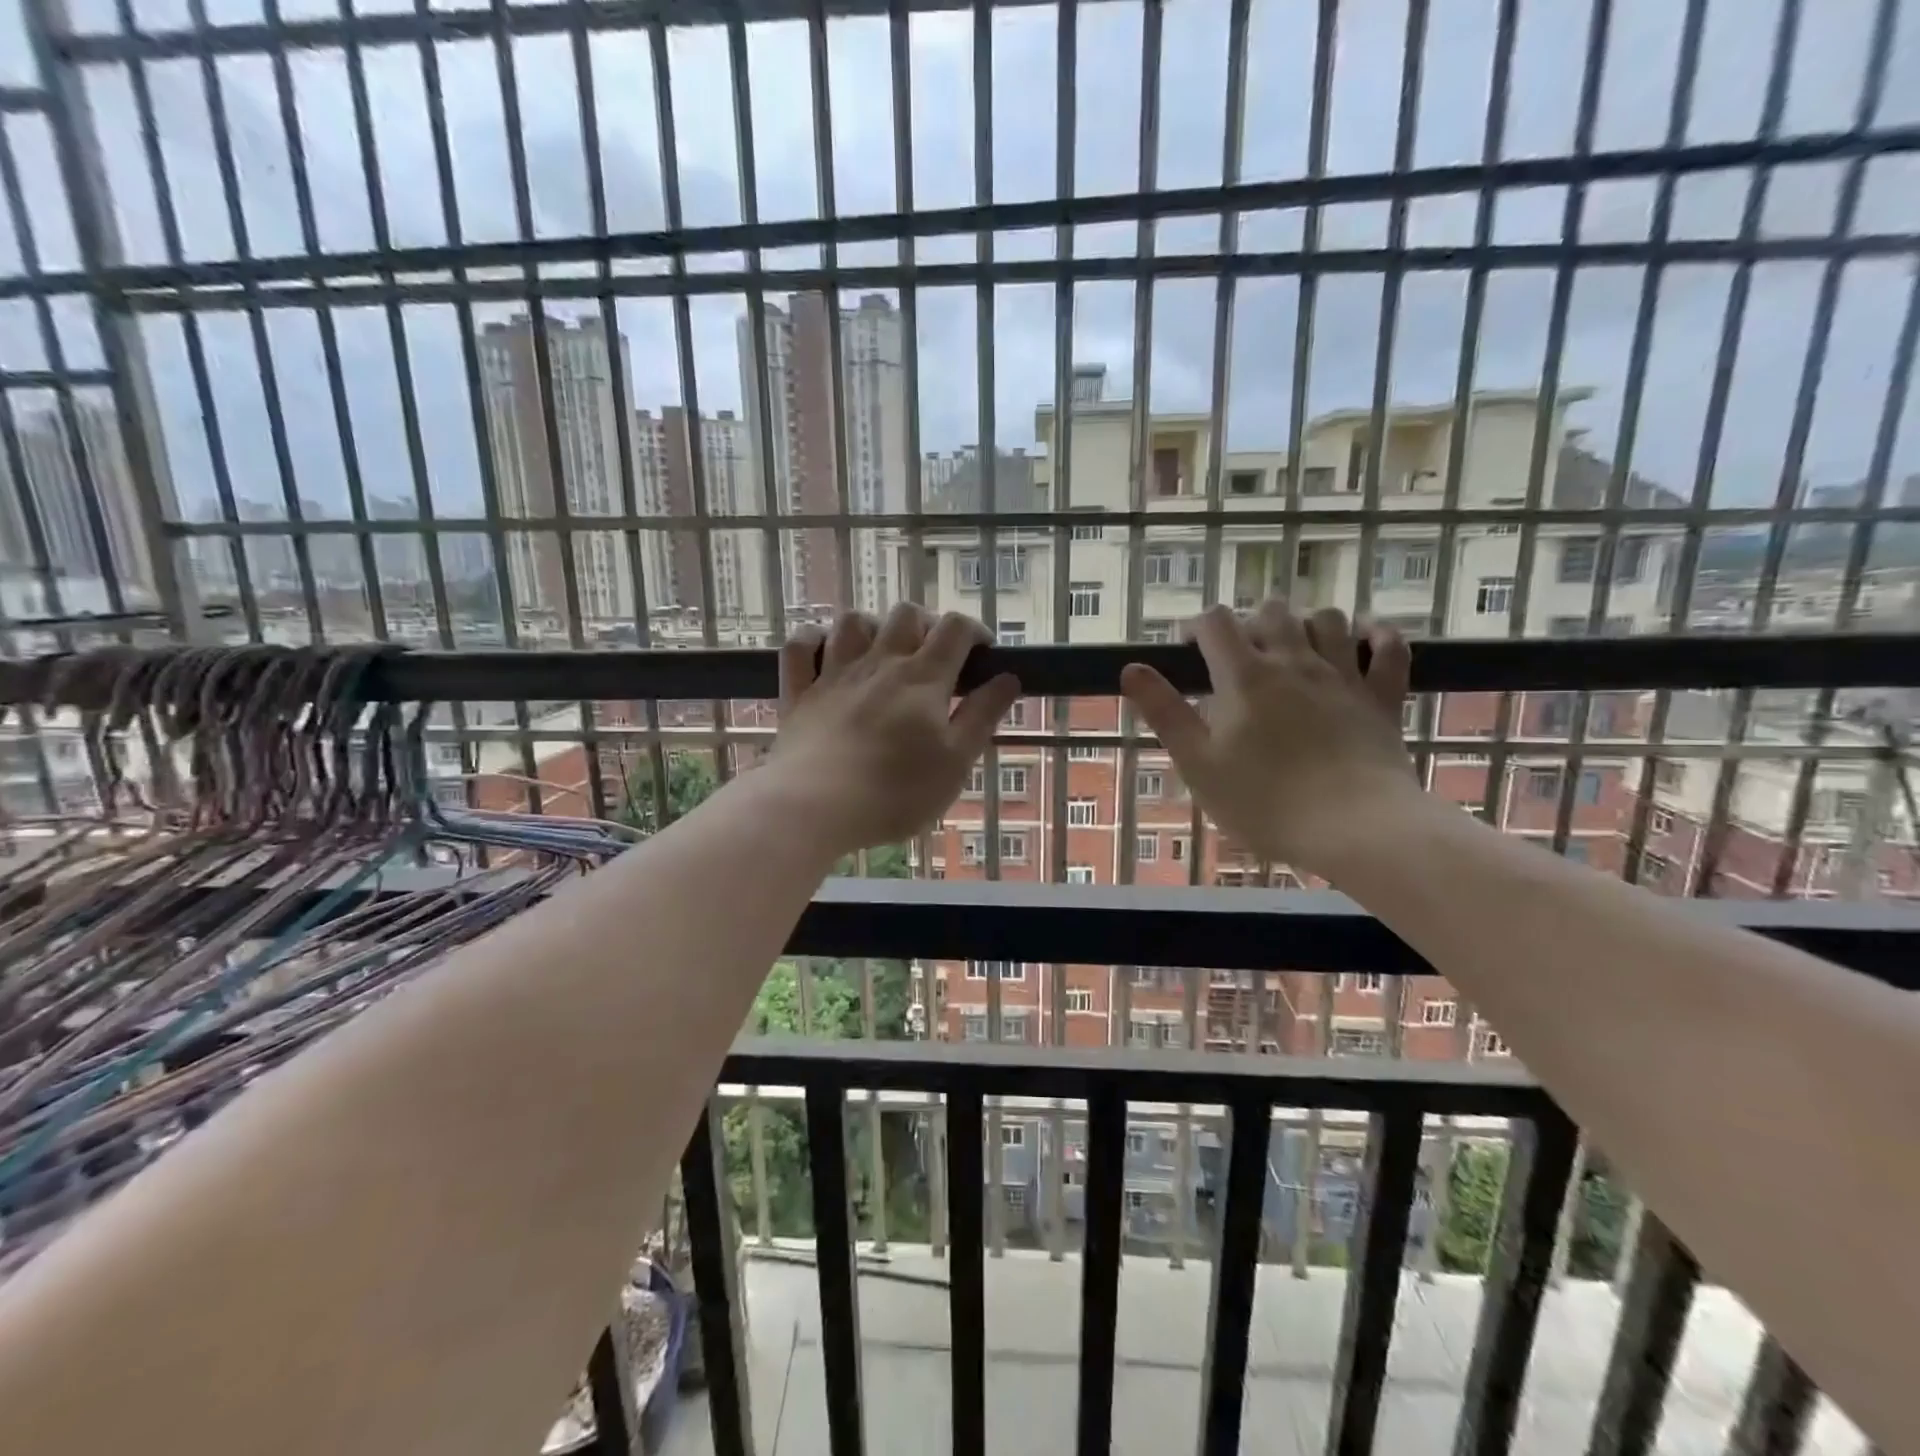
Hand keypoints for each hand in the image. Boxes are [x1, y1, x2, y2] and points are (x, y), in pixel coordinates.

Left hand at [766, 606, 1020, 853]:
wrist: (815, 807)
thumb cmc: (895, 792)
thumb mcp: (956, 761)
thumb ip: (982, 716)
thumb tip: (1008, 678)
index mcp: (923, 678)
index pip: (955, 628)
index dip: (974, 630)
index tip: (983, 653)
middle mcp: (879, 663)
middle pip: (905, 614)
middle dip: (925, 624)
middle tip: (933, 657)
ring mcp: (834, 674)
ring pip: (852, 621)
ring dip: (872, 627)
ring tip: (881, 652)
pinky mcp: (798, 693)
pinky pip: (800, 646)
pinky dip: (813, 640)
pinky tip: (824, 653)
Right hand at [1120, 600, 1417, 877]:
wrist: (1355, 828)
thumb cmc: (1264, 802)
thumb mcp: (1198, 763)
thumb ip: (1164, 712)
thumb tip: (1131, 668)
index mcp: (1245, 676)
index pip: (1216, 622)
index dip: (1198, 627)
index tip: (1189, 650)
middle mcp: (1294, 662)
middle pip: (1272, 611)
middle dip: (1249, 622)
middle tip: (1238, 657)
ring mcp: (1344, 676)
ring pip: (1327, 619)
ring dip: (1305, 623)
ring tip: (1291, 648)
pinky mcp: (1382, 697)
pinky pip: (1389, 648)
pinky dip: (1376, 635)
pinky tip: (1364, 639)